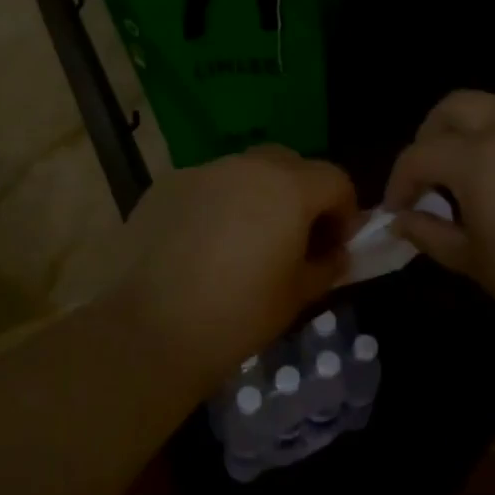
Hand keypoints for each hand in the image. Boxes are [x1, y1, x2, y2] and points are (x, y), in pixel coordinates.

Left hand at [99, 147, 358, 388]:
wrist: (150, 330)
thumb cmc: (238, 315)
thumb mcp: (297, 295)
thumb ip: (326, 265)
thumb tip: (335, 254)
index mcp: (288, 187)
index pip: (335, 180)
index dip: (344, 213)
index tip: (334, 247)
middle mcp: (246, 165)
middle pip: (289, 164)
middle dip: (301, 195)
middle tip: (292, 239)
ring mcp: (200, 171)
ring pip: (243, 172)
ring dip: (256, 197)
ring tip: (241, 243)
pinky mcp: (165, 186)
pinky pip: (205, 187)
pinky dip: (215, 205)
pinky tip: (200, 246)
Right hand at [385, 86, 494, 327]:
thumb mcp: (474, 263)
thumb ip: (430, 233)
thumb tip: (401, 219)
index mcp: (477, 158)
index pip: (419, 155)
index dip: (400, 181)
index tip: (398, 207)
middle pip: (456, 106)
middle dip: (434, 134)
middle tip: (434, 169)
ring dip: (485, 119)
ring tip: (486, 153)